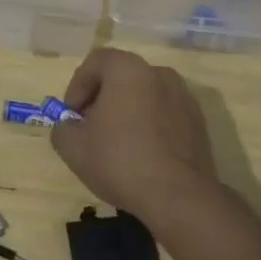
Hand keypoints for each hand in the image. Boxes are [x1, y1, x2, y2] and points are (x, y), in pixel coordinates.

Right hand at [52, 49, 218, 228]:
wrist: (180, 197)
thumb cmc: (121, 161)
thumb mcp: (73, 148)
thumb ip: (62, 128)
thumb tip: (69, 126)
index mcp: (128, 69)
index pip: (96, 62)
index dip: (78, 86)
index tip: (72, 115)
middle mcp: (159, 73)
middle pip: (121, 77)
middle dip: (101, 99)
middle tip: (91, 129)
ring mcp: (183, 97)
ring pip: (145, 95)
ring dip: (127, 112)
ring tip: (117, 144)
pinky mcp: (199, 122)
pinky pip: (165, 114)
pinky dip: (150, 125)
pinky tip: (143, 155)